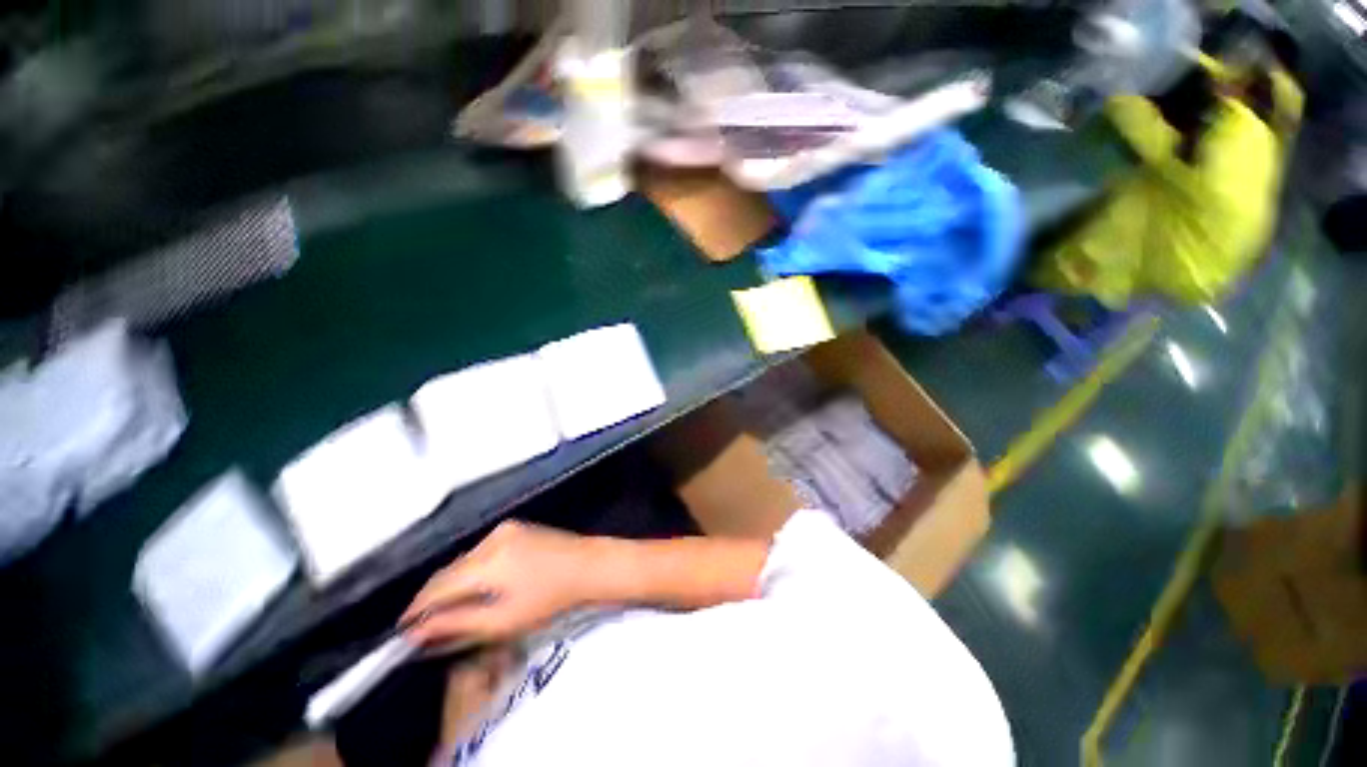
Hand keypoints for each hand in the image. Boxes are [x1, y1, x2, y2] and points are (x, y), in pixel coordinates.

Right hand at [401, 521, 598, 645]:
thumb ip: (457, 624)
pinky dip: (471, 569)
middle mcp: (491, 539)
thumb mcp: (503, 621)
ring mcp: (504, 529)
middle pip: (448, 570)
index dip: (416, 609)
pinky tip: (476, 587)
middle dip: (433, 597)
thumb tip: (418, 631)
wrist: (587, 566)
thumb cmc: (550, 598)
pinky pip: (480, 551)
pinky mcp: (514, 527)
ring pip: (463, 560)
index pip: (437, 586)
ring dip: (452, 583)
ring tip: (449, 609)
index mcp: (488, 561)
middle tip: (424, 625)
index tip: (403, 631)